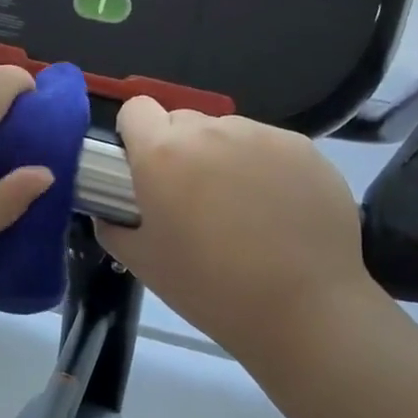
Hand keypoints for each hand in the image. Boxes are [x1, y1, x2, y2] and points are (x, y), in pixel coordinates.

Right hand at [94, 97, 378, 367]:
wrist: (302, 309)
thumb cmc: (208, 287)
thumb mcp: (141, 262)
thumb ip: (114, 226)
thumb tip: (112, 212)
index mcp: (162, 153)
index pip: (135, 108)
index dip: (134, 135)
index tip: (142, 169)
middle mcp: (210, 131)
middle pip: (181, 120)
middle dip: (177, 149)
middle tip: (189, 198)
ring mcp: (262, 135)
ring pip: (227, 132)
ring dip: (221, 157)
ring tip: (239, 209)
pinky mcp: (304, 149)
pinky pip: (268, 146)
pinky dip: (263, 168)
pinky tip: (276, 212)